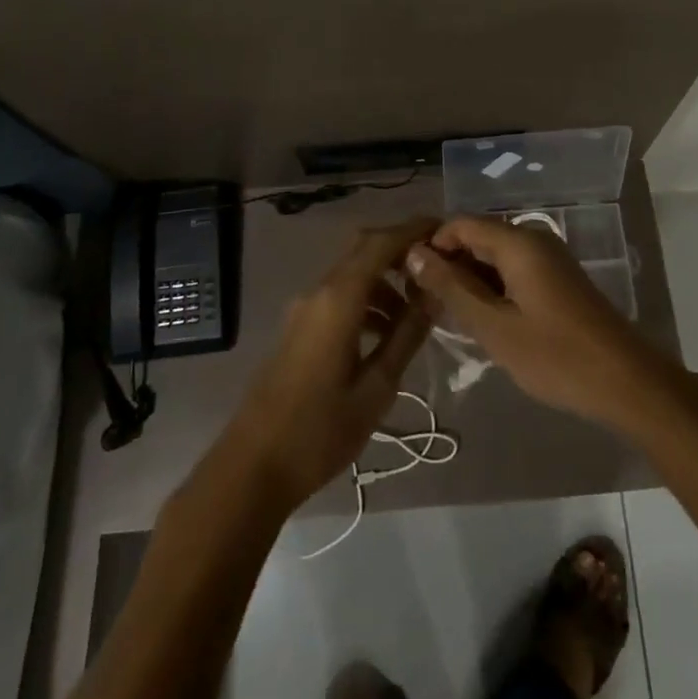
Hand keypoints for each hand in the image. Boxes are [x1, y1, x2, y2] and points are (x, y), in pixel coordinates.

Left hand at [219, 218, 435, 510]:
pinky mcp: (298, 328)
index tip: (445, 230)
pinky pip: (338, 296)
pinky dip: (367, 300)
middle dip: (400, 251)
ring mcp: (303, 309)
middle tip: (436, 268)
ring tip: (417, 314)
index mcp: (339, 299)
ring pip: (351, 274)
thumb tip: (435, 294)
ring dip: (385, 281)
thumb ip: (407, 335)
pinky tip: (385, 335)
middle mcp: (318, 291)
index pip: (381, 243)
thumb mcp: (376, 387)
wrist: (252, 468)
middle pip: (363, 249)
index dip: (413, 230)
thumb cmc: (320, 431)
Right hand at [405, 215, 668, 429]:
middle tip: (425, 303)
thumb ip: (452, 287)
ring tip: (448, 316)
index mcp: (519, 242)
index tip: (409, 280)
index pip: (460, 224)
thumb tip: (414, 253)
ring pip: (495, 256)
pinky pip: (513, 271)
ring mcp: (549, 259)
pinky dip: (492, 288)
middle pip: (478, 237)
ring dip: (470, 279)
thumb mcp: (494, 326)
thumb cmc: (555, 356)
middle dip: (449, 264)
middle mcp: (534, 239)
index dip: (431, 245)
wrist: (626, 382)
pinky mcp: (558, 280)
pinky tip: (483, 320)